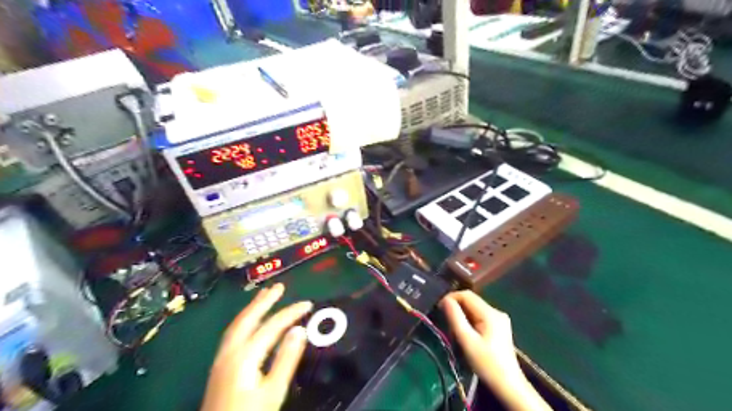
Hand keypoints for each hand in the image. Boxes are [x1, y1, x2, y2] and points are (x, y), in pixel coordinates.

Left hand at [200, 283, 312, 410]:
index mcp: (245, 356)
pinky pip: (233, 332)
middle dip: (265, 300)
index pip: (272, 325)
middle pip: (248, 318)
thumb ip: (286, 359)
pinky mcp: (220, 365)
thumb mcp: (274, 390)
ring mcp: (222, 358)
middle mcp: (230, 351)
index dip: (291, 312)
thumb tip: (300, 330)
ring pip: (237, 324)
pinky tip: (250, 321)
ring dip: (253, 307)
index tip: (308, 303)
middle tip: (279, 286)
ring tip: (264, 295)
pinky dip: (245, 319)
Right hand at [439, 290, 547, 408]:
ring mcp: (499, 319)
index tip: (439, 308)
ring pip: (475, 308)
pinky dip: (470, 320)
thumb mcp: (467, 341)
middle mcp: (496, 311)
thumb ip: (455, 318)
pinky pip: (480, 316)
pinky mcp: (499, 327)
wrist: (508, 385)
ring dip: (462, 314)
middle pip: (471, 301)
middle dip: (456, 307)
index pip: (467, 295)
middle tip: (445, 320)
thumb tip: (445, 300)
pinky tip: (465, 333)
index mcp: (490, 313)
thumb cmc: (486, 363)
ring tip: (453, 328)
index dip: (451, 298)